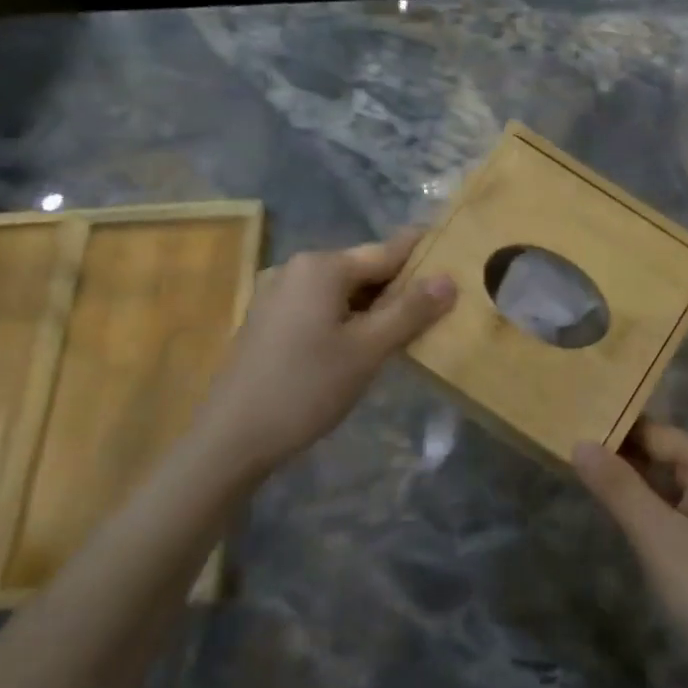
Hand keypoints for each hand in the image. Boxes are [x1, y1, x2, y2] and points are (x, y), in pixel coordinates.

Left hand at [197, 230, 454, 475]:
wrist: (233, 436)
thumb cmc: (306, 388)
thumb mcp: (367, 351)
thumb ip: (410, 312)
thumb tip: (449, 279)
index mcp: (321, 266)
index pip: (386, 251)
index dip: (422, 254)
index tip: (454, 253)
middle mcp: (296, 269)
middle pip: (363, 269)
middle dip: (400, 286)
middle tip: (441, 304)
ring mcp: (277, 294)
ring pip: (341, 291)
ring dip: (375, 305)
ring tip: (411, 326)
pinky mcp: (269, 320)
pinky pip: (320, 307)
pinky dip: (348, 318)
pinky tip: (364, 342)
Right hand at [574, 423, 687, 687]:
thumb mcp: (658, 537)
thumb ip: (618, 487)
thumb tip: (580, 442)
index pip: (658, 433)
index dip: (617, 430)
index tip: (572, 429)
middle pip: (667, 456)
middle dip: (623, 457)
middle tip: (570, 456)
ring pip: (673, 486)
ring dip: (636, 485)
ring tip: (587, 482)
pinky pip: (682, 513)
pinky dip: (653, 511)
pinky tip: (628, 522)